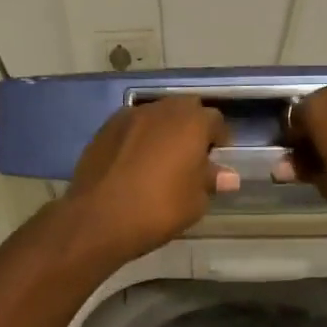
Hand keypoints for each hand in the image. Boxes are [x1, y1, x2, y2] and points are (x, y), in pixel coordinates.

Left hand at [64, 98, 235, 263]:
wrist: (99, 218)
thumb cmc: (158, 209)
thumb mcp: (195, 202)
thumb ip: (211, 181)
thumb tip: (227, 176)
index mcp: (191, 123)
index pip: (215, 120)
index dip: (218, 139)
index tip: (216, 159)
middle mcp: (162, 110)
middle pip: (185, 109)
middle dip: (191, 127)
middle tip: (190, 156)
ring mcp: (129, 116)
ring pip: (156, 115)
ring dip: (163, 130)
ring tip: (161, 158)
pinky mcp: (105, 129)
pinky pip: (132, 126)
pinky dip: (138, 137)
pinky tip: (135, 162)